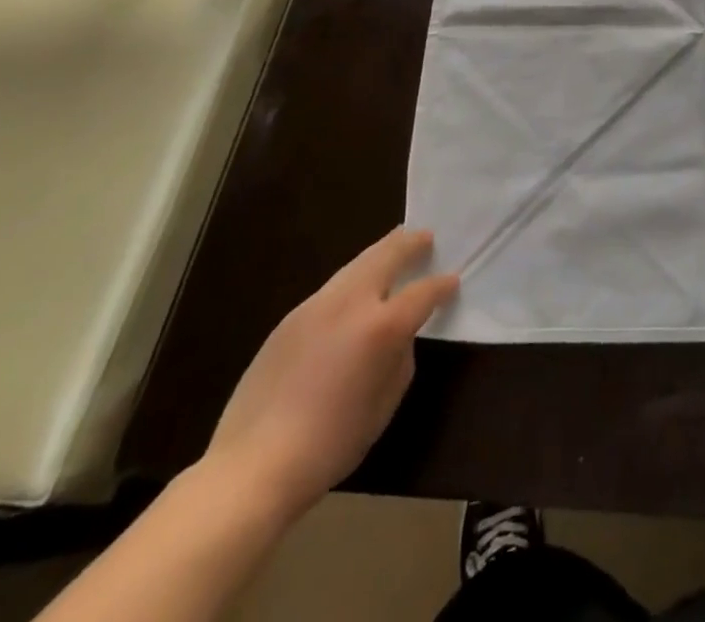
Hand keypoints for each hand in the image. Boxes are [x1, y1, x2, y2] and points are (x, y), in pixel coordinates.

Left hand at [201, 228, 458, 521]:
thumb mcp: (384, 405)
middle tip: (425, 237)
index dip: (441, 285)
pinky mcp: (289, 319)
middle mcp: (350, 302)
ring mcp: (315, 306)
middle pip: (386, 255)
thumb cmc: (331, 443)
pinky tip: (354, 296)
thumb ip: (400, 358)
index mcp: (382, 326)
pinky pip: (332, 289)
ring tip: (393, 252)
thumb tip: (399, 338)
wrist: (252, 467)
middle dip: (409, 243)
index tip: (452, 281)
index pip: (423, 292)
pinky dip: (352, 281)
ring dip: (379, 255)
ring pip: (356, 265)